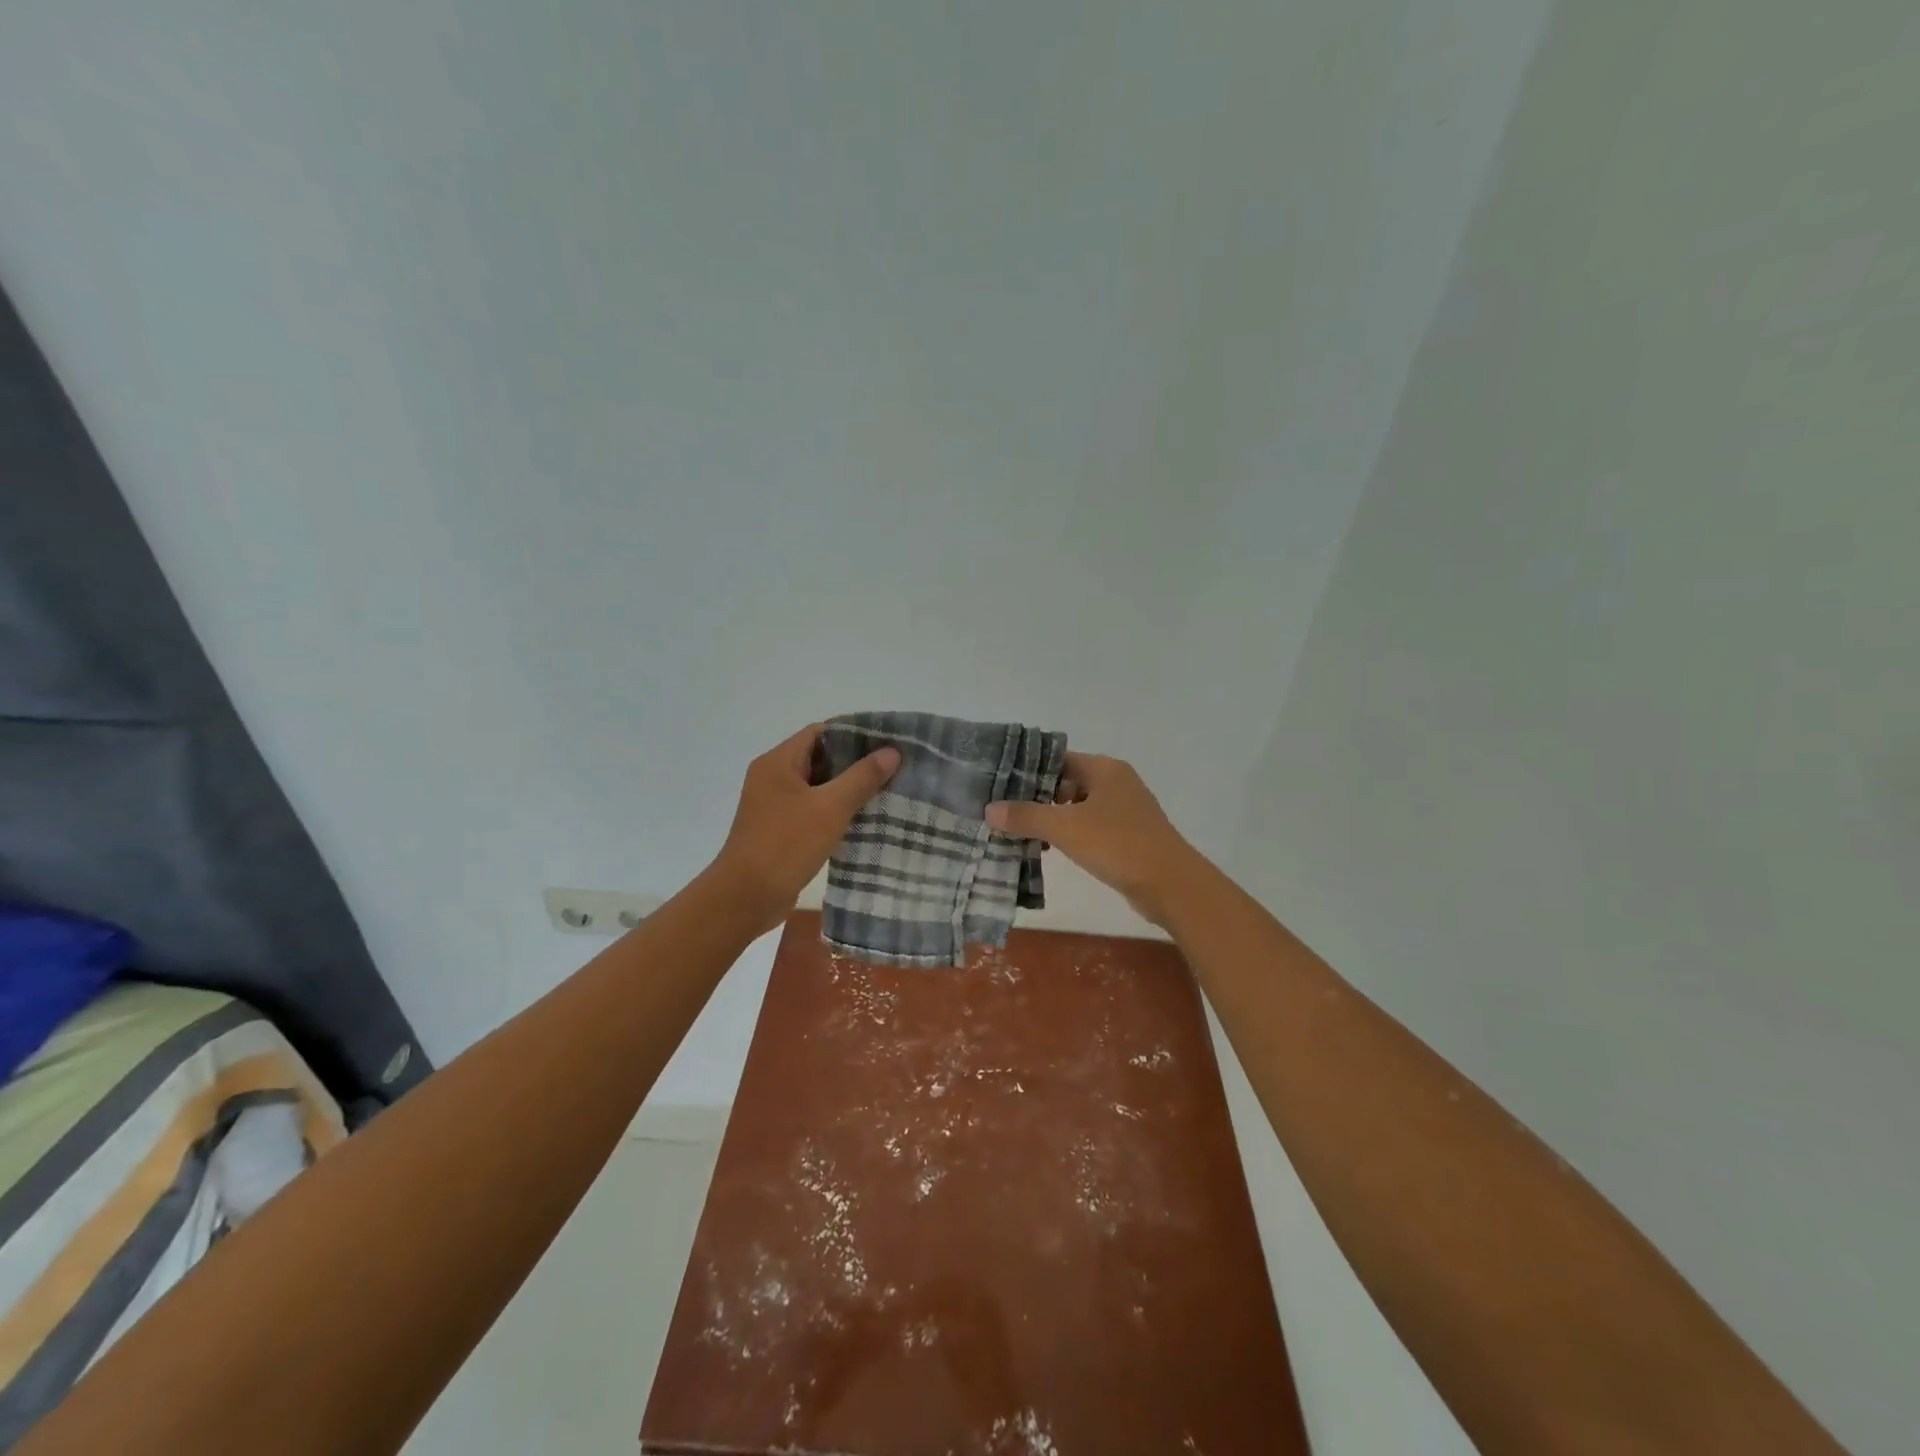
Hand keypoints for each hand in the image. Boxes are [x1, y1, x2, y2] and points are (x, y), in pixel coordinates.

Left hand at [711, 724, 900, 933]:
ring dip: (848, 789)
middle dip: (856, 763)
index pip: (819, 732)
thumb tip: (892, 752)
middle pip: (820, 758)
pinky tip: (864, 819)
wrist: (745, 899)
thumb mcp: (830, 808)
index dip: (853, 734)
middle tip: (893, 767)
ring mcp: (775, 805)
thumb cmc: (785, 845)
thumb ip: (862, 778)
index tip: (887, 741)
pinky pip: (814, 810)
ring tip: (886, 791)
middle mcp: (773, 778)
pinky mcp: (781, 830)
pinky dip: (836, 811)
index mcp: (778, 763)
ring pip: (819, 787)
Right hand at [986, 752, 1206, 926]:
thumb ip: (1026, 816)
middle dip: (1036, 797)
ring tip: (1019, 832)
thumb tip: (989, 809)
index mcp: (1104, 768)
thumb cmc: (1117, 844)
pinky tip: (1049, 848)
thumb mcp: (1065, 828)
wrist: (1170, 884)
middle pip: (1066, 782)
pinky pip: (1090, 827)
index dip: (1028, 771)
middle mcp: (1116, 782)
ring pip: (1078, 806)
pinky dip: (1070, 834)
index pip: (1058, 759)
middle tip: (1003, 811)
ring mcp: (1125, 809)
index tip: (999, 785)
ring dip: (1052, 818)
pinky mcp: (1128, 835)